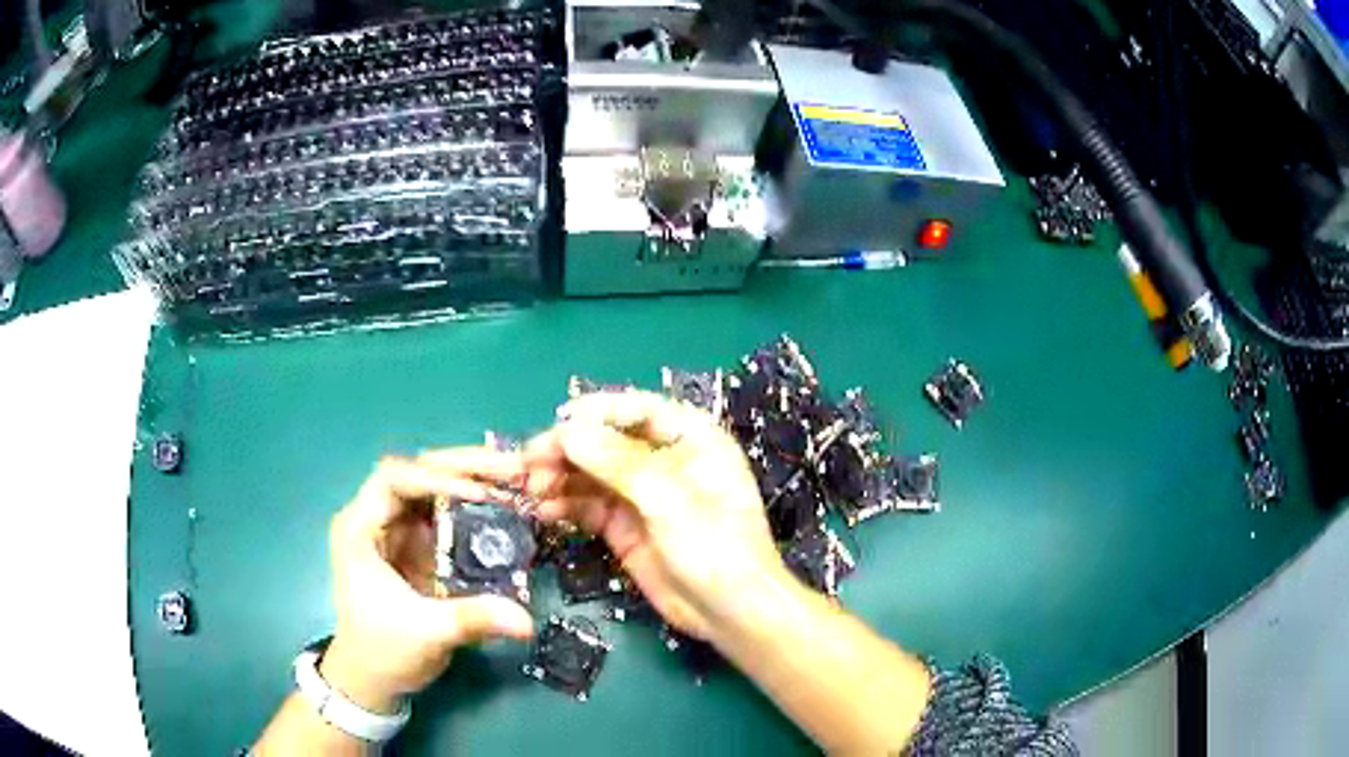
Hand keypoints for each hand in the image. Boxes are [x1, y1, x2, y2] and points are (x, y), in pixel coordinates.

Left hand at [320, 453, 534, 713]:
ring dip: (474, 479)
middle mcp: (378, 518)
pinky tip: (508, 506)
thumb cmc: (383, 651)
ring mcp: (399, 530)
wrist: (373, 679)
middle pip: (419, 472)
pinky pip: (448, 513)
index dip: (436, 478)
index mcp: (360, 528)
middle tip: (514, 468)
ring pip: (435, 487)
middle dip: (465, 467)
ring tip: (518, 479)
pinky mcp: (418, 546)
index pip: (393, 479)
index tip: (479, 494)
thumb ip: (472, 619)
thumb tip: (528, 619)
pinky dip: (477, 506)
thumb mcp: (426, 634)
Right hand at [522, 391, 790, 639]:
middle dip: (566, 449)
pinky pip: (588, 506)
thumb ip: (617, 462)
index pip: (636, 409)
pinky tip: (542, 510)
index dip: (595, 412)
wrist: (731, 615)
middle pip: (605, 441)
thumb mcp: (669, 500)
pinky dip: (563, 505)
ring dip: (557, 477)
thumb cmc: (716, 549)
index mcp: (691, 439)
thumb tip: (568, 430)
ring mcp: (642, 496)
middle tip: (529, 463)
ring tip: (528, 488)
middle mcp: (664, 461)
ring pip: (590, 474)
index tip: (558, 422)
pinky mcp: (625, 527)